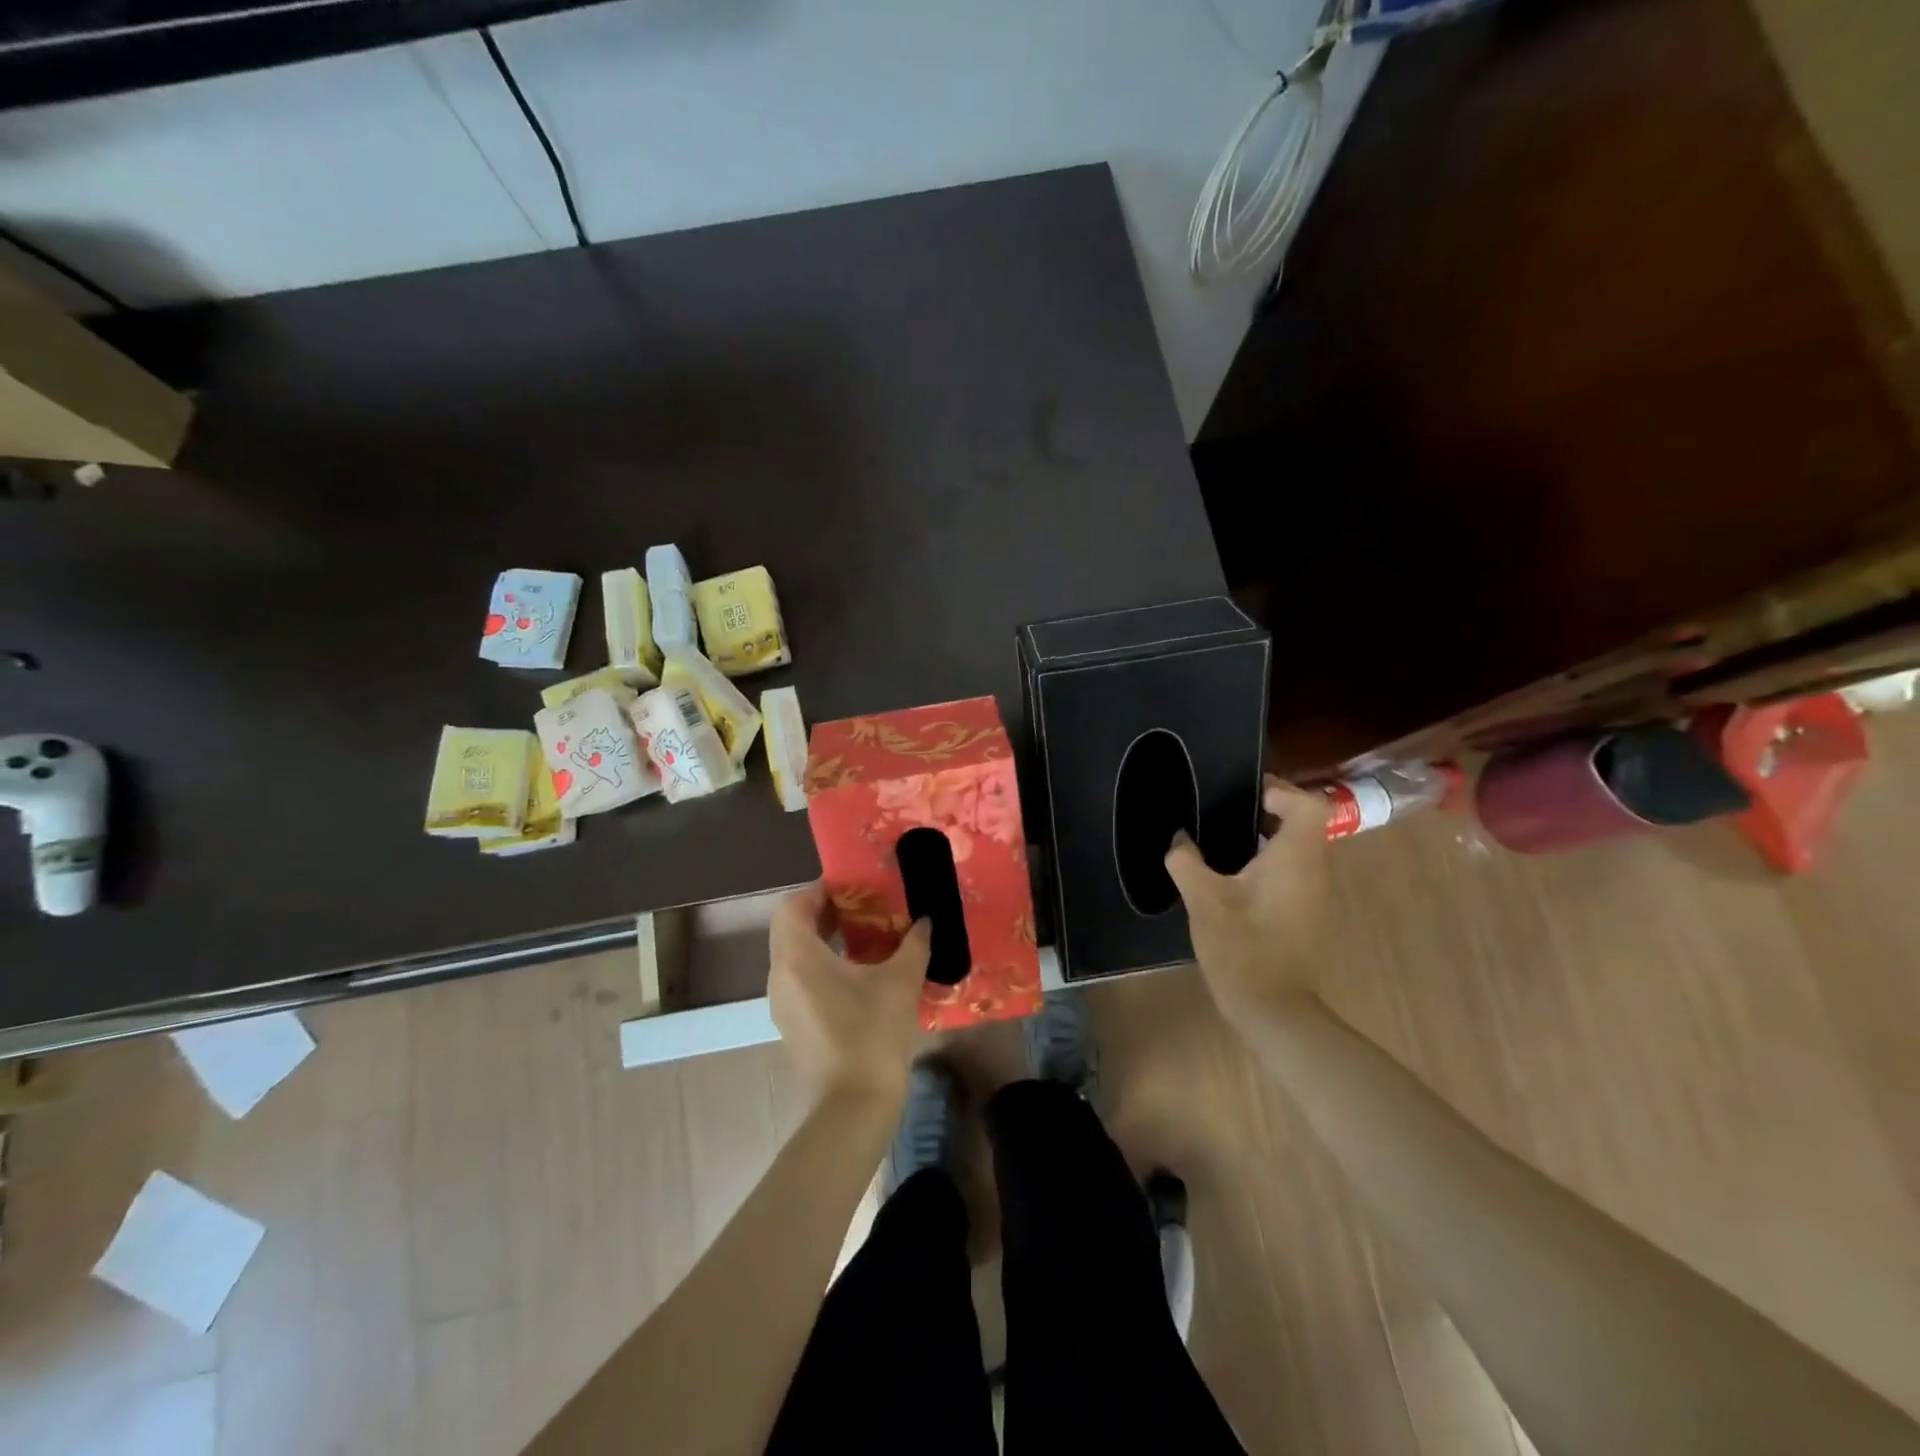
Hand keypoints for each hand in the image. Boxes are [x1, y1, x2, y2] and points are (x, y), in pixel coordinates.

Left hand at [768, 883, 929, 1110]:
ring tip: (864, 936)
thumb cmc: (873, 1033)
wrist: (853, 1106)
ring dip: (823, 939)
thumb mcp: (901, 981)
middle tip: (862, 907)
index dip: (819, 891)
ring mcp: (782, 1003)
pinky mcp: (792, 1023)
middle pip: (791, 928)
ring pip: (794, 955)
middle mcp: (780, 975)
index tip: (852, 888)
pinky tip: (858, 973)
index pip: (792, 906)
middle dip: (823, 913)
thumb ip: (914, 943)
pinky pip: (799, 978)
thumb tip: (925, 921)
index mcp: (798, 957)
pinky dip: (821, 964)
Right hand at [1165, 777, 1331, 1023]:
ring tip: (1223, 841)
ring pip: (1298, 849)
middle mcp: (1314, 870)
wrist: (1274, 1009)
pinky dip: (1268, 863)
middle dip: (1267, 811)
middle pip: (1304, 823)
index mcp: (1295, 858)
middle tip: (1225, 811)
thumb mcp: (1202, 899)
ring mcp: (1314, 895)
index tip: (1244, 794)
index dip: (1280, 791)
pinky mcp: (1306, 914)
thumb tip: (1179, 839)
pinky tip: (1232, 878)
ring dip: (1266, 838)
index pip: (1308, 804)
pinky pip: (1293, 872)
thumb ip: (1186, 860)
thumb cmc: (1242, 946)